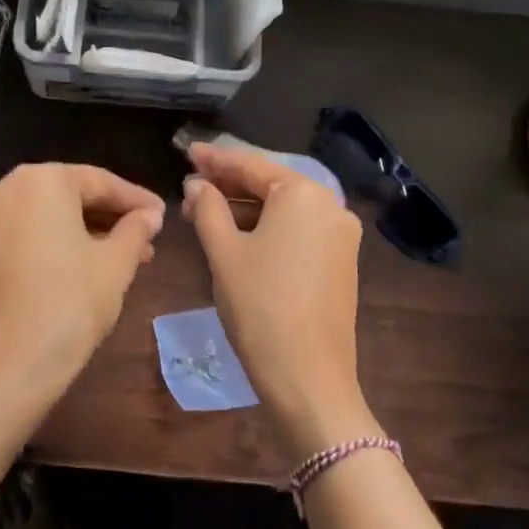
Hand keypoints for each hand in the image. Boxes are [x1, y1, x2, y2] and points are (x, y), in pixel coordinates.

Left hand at [0, 163, 165, 399]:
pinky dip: (54, 246)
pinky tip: (82, 270)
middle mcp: (4, 189)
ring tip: (123, 260)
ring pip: (45, 218)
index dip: (136, 200)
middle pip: (69, 196)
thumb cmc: (68, 304)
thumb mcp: (115, 265)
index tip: (162, 216)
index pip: (99, 181)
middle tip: (147, 240)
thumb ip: (135, 231)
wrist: (3, 369)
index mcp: (41, 180)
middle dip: (110, 218)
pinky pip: (24, 237)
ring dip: (84, 233)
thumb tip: (149, 216)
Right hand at [182, 142, 375, 456]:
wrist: (309, 377)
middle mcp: (330, 205)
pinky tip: (239, 233)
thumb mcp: (224, 253)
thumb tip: (197, 184)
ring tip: (206, 210)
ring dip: (246, 208)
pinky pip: (299, 231)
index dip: (215, 159)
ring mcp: (341, 235)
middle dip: (230, 184)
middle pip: (272, 185)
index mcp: (304, 194)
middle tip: (192, 183)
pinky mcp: (342, 262)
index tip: (187, 151)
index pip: (251, 166)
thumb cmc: (260, 306)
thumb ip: (208, 208)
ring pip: (285, 210)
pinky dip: (268, 228)